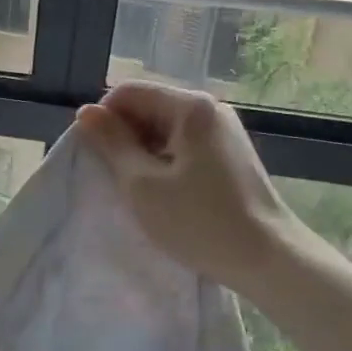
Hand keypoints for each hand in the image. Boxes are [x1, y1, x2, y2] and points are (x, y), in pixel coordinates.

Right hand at [77, 81, 302, 293]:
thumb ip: (112, 144)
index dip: (103, 119)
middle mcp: (210, 109)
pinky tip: (162, 193)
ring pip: (164, 129)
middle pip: (148, 107)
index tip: (95, 158)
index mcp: (190, 107)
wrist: (266, 258)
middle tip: (114, 178)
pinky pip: (183, 145)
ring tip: (138, 190)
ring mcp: (223, 132)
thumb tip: (85, 112)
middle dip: (123, 137)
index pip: (128, 92)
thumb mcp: (142, 184)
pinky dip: (164, 163)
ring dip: (142, 153)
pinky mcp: (228, 155)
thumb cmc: (199, 221)